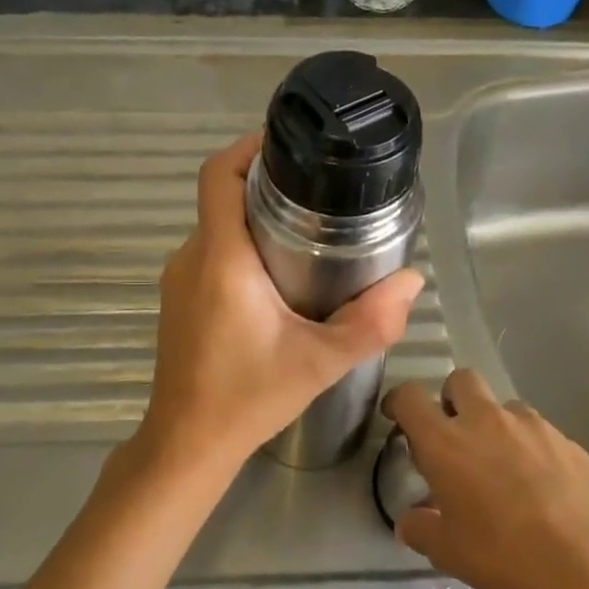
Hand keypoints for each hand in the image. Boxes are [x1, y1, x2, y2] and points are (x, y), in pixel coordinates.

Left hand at [132, 132, 423, 482]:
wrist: (187, 444)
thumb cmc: (247, 398)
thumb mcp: (319, 362)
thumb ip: (371, 323)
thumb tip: (411, 282)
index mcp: (221, 258)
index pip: (217, 175)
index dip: (247, 148)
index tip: (288, 144)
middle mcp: (191, 257)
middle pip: (221, 197)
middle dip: (266, 184)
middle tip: (319, 191)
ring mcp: (179, 279)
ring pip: (218, 227)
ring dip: (255, 219)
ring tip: (308, 231)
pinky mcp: (178, 299)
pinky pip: (211, 254)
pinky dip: (242, 247)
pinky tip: (279, 276)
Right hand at [384, 370, 588, 588]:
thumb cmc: (504, 556)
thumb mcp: (447, 552)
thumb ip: (420, 529)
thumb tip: (409, 521)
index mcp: (445, 442)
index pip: (410, 397)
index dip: (398, 401)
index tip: (396, 417)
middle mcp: (485, 421)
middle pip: (460, 380)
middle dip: (451, 399)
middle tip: (454, 435)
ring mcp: (531, 426)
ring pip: (503, 406)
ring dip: (494, 425)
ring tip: (503, 466)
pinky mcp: (567, 440)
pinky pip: (538, 431)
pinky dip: (529, 447)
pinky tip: (540, 485)